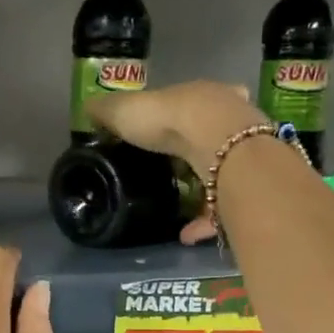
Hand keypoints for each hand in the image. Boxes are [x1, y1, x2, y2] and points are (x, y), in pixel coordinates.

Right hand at [86, 82, 262, 244]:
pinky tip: (185, 235)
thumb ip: (108, 111)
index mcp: (203, 97)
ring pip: (224, 173)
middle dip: (199, 151)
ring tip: (178, 210)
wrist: (220, 146)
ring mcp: (244, 155)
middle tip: (176, 171)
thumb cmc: (171, 119)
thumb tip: (88, 108)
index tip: (168, 128)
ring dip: (203, 192)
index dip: (181, 113)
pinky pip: (223, 209)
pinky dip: (204, 223)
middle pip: (216, 135)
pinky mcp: (246, 188)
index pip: (195, 99)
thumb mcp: (127, 110)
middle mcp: (230, 122)